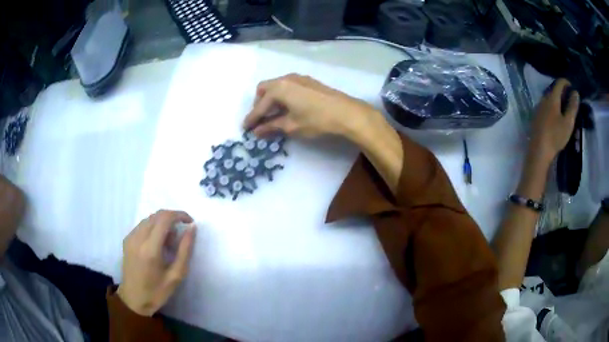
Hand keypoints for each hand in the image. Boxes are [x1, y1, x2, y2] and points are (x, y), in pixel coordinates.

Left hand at [117, 210, 195, 315]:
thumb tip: (192, 229)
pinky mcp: (127, 239)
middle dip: (172, 218)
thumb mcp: (176, 275)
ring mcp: (130, 237)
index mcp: (150, 249)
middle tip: (181, 234)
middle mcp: (138, 238)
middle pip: (157, 215)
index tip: (190, 222)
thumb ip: (185, 250)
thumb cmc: (157, 292)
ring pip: (149, 219)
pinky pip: (142, 225)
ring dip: (163, 223)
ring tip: (169, 242)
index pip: (165, 218)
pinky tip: (157, 243)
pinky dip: (153, 228)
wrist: (133, 299)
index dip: (179, 215)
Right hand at [243, 73, 378, 138]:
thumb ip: (272, 127)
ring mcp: (298, 78)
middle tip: (261, 120)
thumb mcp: (292, 126)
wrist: (347, 113)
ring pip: (277, 86)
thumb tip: (257, 132)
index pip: (260, 105)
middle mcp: (286, 78)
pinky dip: (282, 96)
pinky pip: (287, 86)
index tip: (245, 129)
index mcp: (279, 88)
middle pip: (265, 89)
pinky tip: (288, 108)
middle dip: (259, 104)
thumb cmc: (317, 120)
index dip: (252, 118)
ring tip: (274, 115)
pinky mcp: (308, 81)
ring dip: (271, 100)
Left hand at [529, 78, 579, 163]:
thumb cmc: (555, 136)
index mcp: (551, 98)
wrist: (539, 151)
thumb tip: (575, 92)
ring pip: (549, 98)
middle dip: (562, 91)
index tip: (572, 87)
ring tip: (565, 107)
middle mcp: (543, 99)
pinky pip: (545, 106)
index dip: (566, 82)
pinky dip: (552, 107)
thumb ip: (572, 107)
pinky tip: (556, 116)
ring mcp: (538, 107)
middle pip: (553, 90)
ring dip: (557, 99)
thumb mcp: (568, 122)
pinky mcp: (536, 116)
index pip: (559, 83)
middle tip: (570, 98)